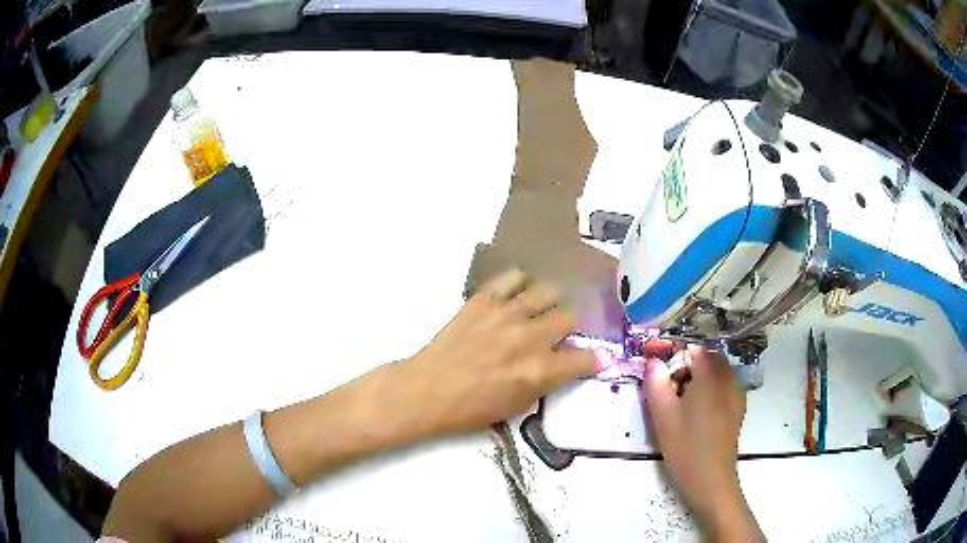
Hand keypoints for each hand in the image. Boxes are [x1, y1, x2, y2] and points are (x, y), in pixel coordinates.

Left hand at [392, 269, 595, 437]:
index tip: (598, 357)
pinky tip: (516, 295)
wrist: (427, 390)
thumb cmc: (470, 409)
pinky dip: (520, 284)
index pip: (584, 358)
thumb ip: (546, 381)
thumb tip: (567, 364)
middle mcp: (530, 337)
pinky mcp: (484, 300)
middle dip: (568, 328)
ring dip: (549, 302)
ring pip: (548, 290)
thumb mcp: (517, 406)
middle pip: (569, 317)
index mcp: (540, 371)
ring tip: (539, 310)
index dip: (596, 358)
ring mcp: (507, 314)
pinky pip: (513, 277)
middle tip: (557, 334)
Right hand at [643, 343, 762, 540]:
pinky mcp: (737, 407)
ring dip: (694, 378)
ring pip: (713, 372)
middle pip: (704, 357)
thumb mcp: (662, 414)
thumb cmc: (686, 446)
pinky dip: (705, 390)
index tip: (654, 362)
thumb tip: (653, 361)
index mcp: (711, 373)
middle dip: (682, 365)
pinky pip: (720, 386)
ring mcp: (736, 391)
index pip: (692, 345)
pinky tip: (693, 413)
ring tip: (676, 402)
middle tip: (664, 387)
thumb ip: (655, 381)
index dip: (671, 350)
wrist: (711, 479)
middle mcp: (729, 376)